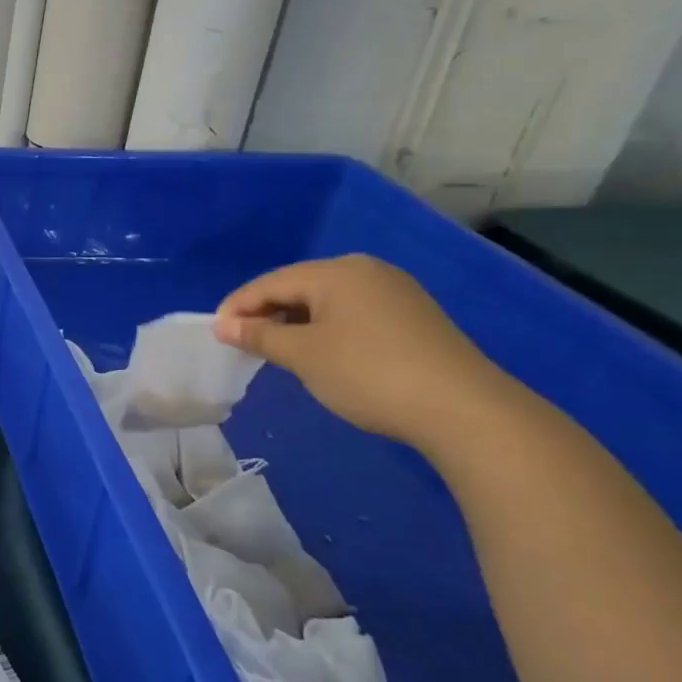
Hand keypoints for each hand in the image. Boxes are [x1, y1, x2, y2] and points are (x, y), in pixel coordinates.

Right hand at [213, 255, 508, 449]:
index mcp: (336, 272)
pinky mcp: (412, 317)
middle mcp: (366, 271)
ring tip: (277, 351)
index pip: (270, 283)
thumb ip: (259, 336)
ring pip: (326, 301)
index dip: (238, 307)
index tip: (216, 335)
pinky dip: (325, 329)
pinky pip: (352, 314)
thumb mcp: (303, 356)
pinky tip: (320, 354)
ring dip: (295, 323)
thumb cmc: (369, 373)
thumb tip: (224, 326)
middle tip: (243, 344)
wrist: (464, 410)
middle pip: (298, 287)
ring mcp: (394, 292)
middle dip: (266, 314)